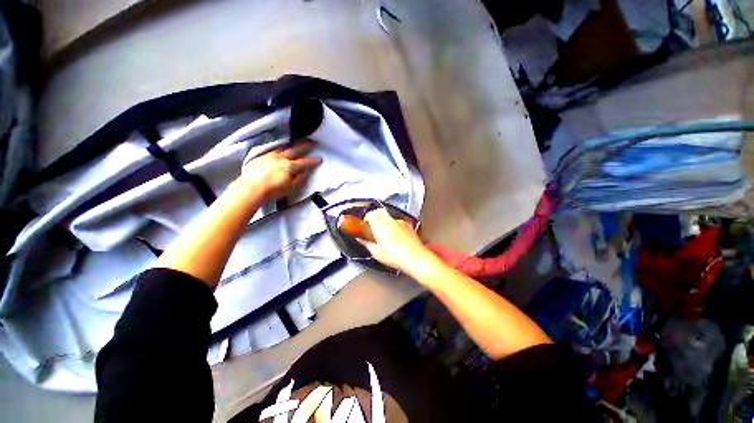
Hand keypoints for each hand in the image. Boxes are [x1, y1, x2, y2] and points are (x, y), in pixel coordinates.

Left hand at [239, 141, 321, 200]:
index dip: (312, 160)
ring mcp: (270, 156)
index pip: (304, 162)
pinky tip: (280, 149)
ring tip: (296, 143)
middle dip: (305, 146)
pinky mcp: (261, 157)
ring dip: (291, 145)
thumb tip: (306, 172)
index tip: (319, 158)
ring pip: (283, 148)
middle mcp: (281, 158)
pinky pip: (273, 149)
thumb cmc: (273, 191)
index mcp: (290, 166)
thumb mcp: (291, 188)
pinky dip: (280, 148)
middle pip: (295, 150)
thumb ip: (300, 179)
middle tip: (312, 142)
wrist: (251, 188)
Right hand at [359, 208, 438, 275]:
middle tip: (372, 224)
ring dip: (384, 220)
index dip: (366, 218)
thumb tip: (361, 240)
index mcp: (380, 226)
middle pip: (379, 210)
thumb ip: (367, 244)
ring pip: (389, 215)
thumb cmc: (397, 257)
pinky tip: (394, 235)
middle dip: (374, 215)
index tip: (365, 224)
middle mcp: (390, 221)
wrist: (416, 259)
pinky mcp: (408, 226)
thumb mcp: (377, 253)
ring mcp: (400, 222)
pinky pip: (397, 221)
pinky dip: (393, 225)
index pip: (370, 214)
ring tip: (383, 231)